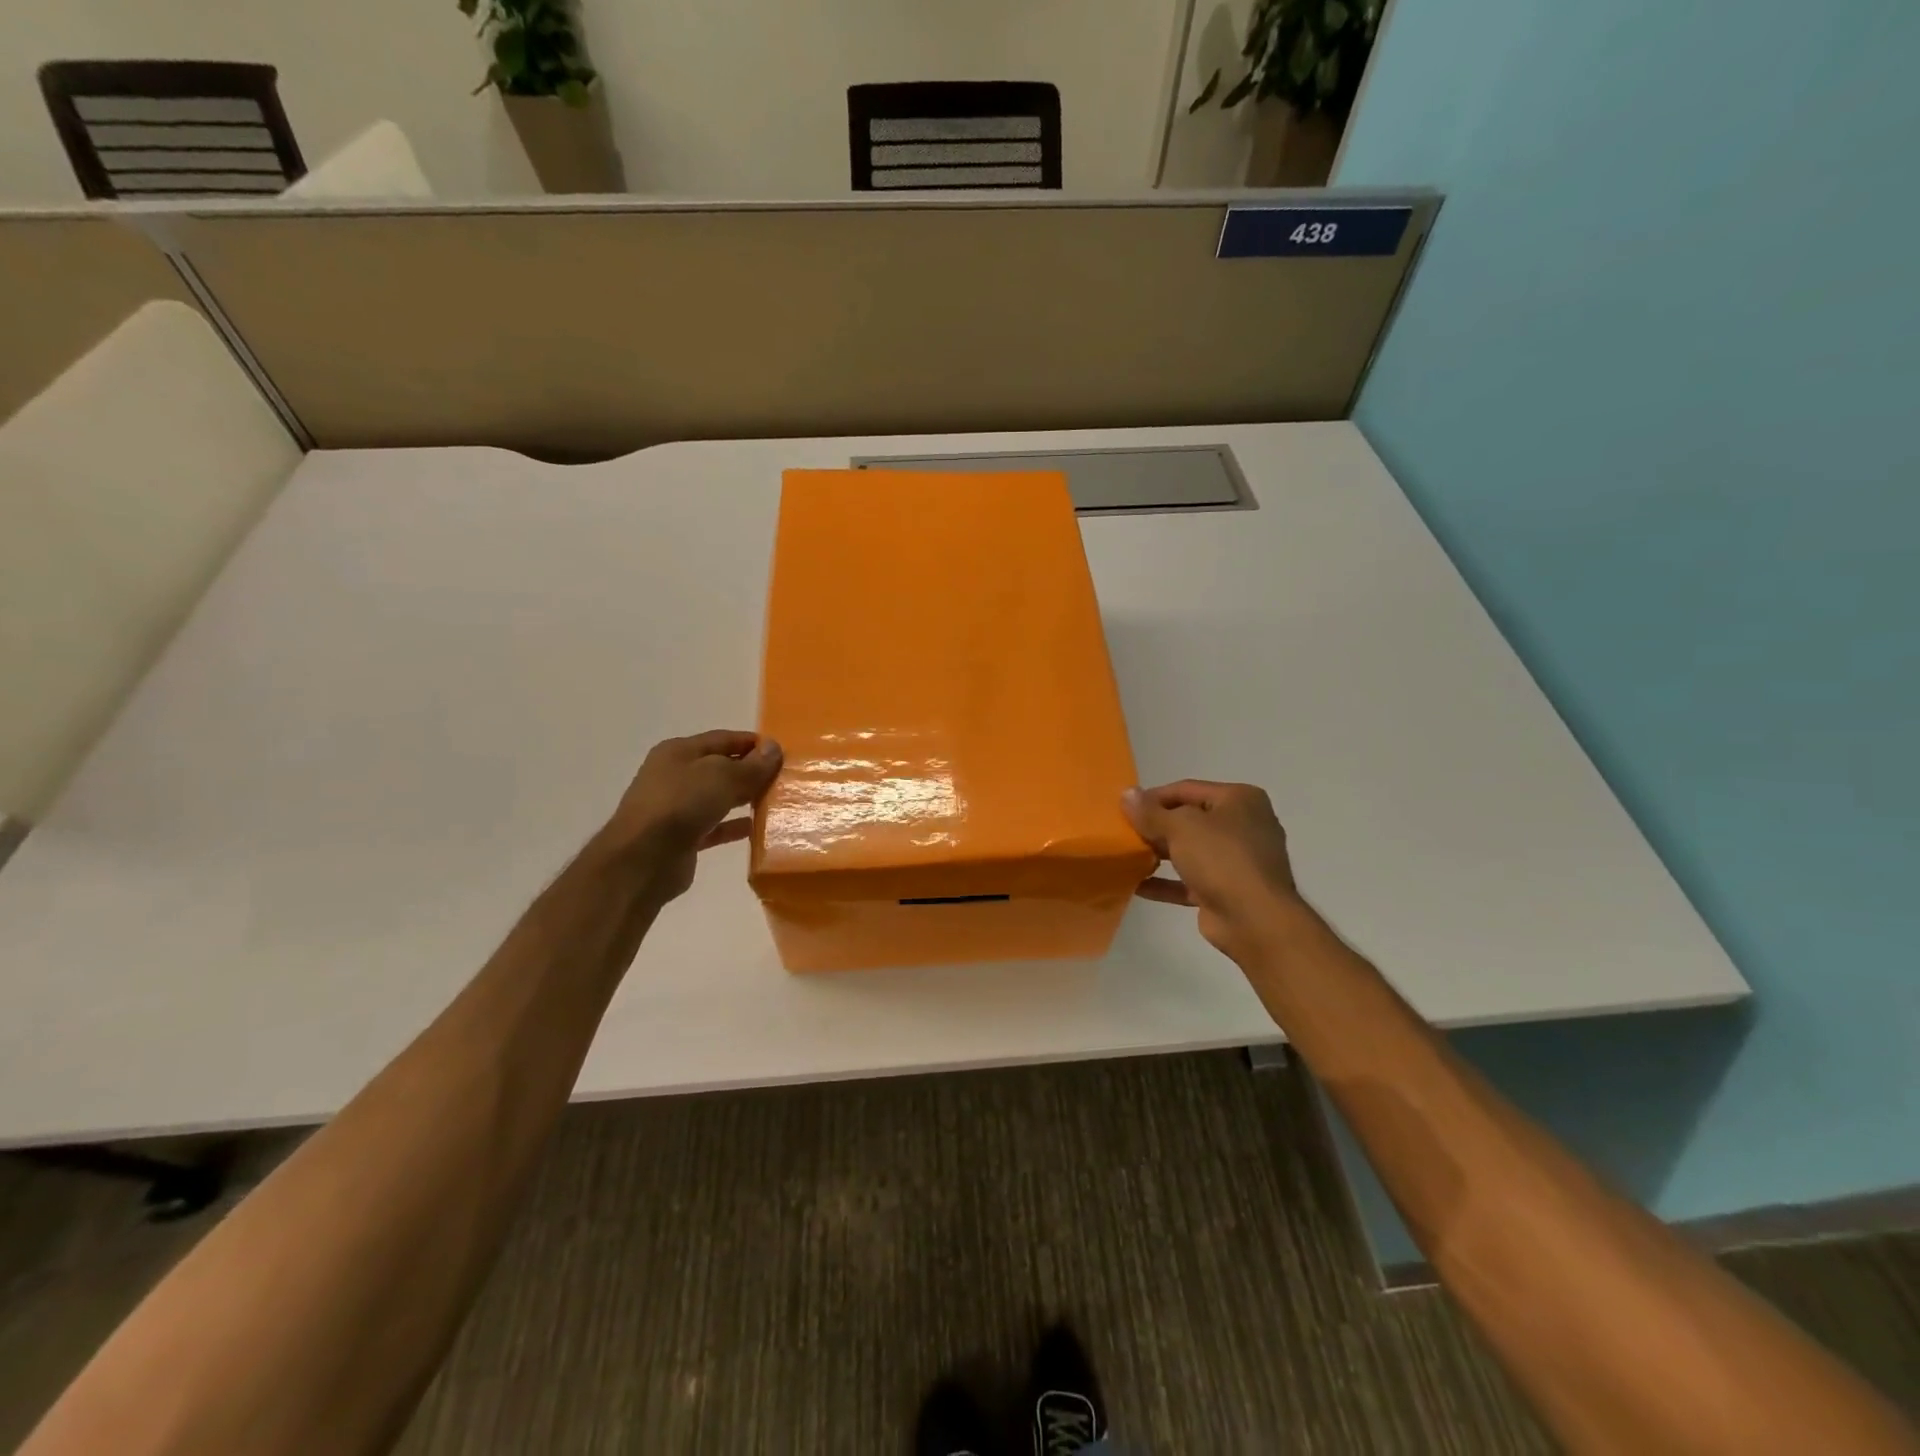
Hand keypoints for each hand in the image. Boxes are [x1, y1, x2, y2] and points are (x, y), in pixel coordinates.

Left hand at [598, 730, 782, 901]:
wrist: (643, 859)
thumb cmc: (680, 805)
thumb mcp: (722, 777)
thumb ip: (751, 765)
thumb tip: (774, 748)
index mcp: (679, 752)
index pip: (723, 739)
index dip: (752, 743)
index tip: (782, 752)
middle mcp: (675, 775)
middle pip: (720, 767)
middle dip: (750, 771)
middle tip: (783, 777)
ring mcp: (676, 808)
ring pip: (718, 797)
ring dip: (744, 798)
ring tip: (774, 801)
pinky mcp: (681, 837)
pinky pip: (714, 826)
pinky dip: (733, 826)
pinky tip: (756, 828)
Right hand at [1123, 780, 1305, 963]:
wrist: (1255, 920)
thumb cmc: (1222, 859)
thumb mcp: (1180, 827)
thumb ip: (1150, 812)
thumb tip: (1127, 794)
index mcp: (1239, 800)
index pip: (1187, 789)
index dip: (1153, 797)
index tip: (1124, 808)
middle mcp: (1242, 826)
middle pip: (1189, 819)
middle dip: (1156, 826)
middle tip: (1123, 832)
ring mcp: (1237, 861)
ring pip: (1190, 850)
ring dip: (1159, 854)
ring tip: (1126, 857)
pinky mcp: (1227, 891)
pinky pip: (1190, 881)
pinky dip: (1166, 882)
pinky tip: (1136, 886)